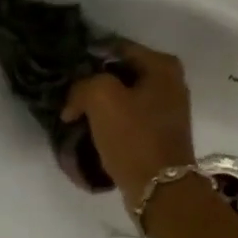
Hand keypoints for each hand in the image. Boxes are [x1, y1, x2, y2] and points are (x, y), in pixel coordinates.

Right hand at [62, 41, 196, 209]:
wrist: (160, 189)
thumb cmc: (134, 137)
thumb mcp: (101, 98)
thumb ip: (83, 85)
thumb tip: (74, 102)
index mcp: (163, 66)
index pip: (116, 48)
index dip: (88, 58)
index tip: (66, 75)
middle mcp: (171, 84)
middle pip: (121, 74)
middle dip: (94, 85)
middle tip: (68, 98)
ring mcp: (167, 112)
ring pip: (123, 100)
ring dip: (100, 108)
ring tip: (75, 118)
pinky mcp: (159, 136)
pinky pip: (128, 122)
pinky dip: (111, 126)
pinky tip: (92, 134)